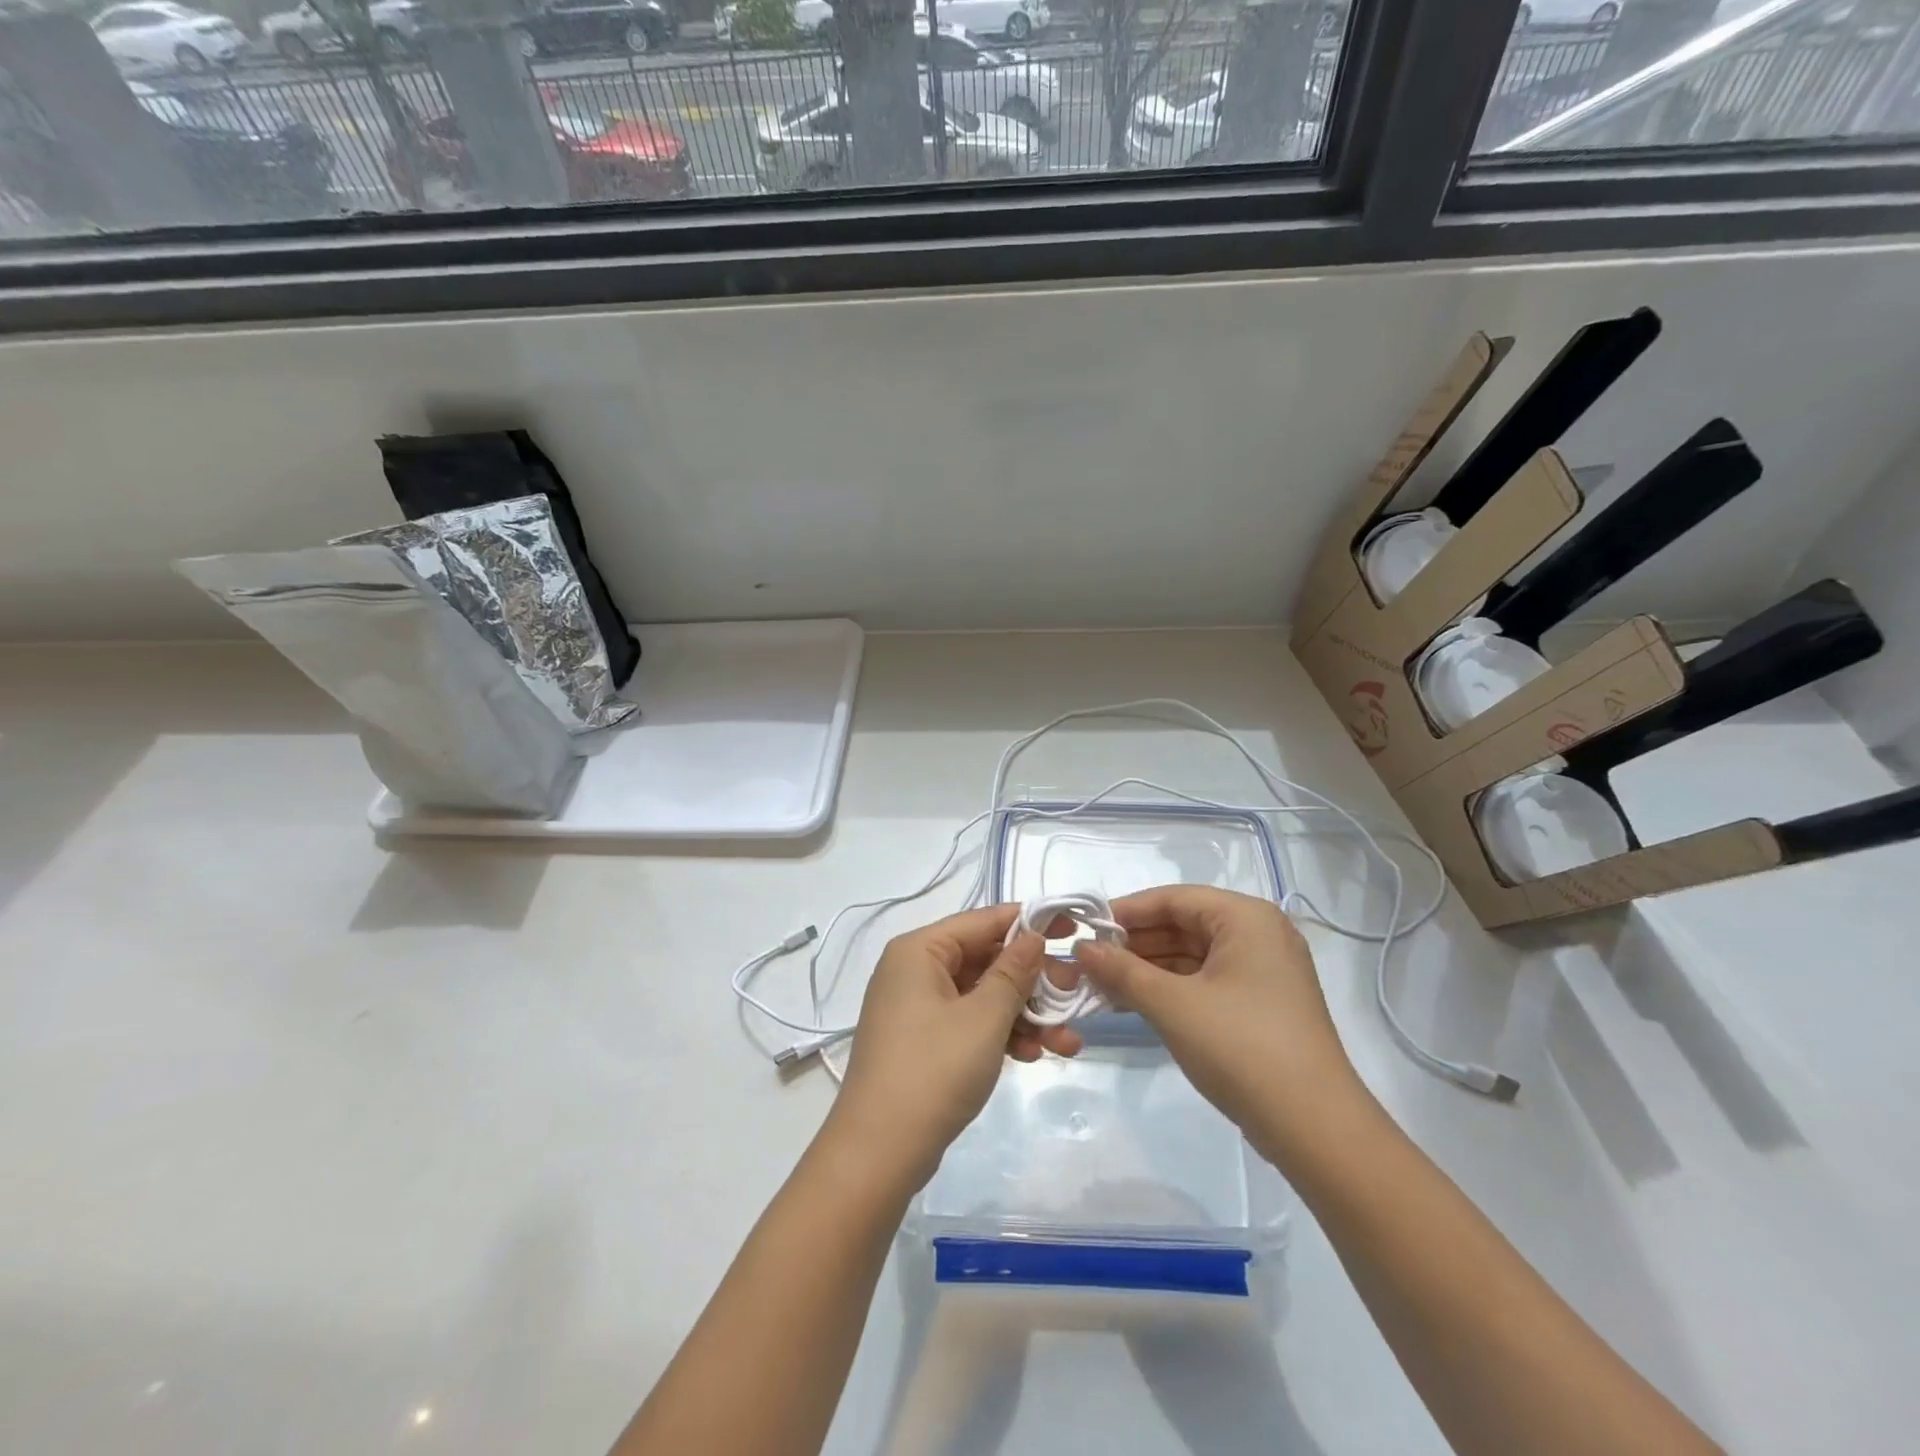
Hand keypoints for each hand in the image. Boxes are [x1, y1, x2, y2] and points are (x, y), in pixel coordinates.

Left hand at [827, 904, 1082, 1195]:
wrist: (879, 1154)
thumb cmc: (934, 1070)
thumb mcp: (984, 1017)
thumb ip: (1013, 972)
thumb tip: (1033, 936)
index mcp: (919, 951)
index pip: (982, 920)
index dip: (1029, 921)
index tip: (1071, 929)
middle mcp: (914, 971)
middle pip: (985, 959)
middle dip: (1033, 980)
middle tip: (1074, 994)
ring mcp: (917, 1008)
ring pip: (982, 996)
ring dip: (1025, 1014)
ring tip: (1066, 1040)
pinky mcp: (923, 1042)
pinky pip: (970, 1023)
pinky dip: (1001, 1034)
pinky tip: (1036, 1054)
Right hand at [1071, 886, 1369, 1171]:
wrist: (1315, 1129)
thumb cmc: (1241, 1047)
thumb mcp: (1172, 1005)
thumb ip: (1122, 970)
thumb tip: (1081, 948)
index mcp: (1245, 918)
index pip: (1173, 898)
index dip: (1125, 912)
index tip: (1083, 929)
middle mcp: (1258, 934)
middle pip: (1183, 925)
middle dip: (1134, 944)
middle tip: (1087, 962)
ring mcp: (1262, 972)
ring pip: (1192, 955)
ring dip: (1147, 968)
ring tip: (1101, 984)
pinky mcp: (1260, 1005)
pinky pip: (1205, 981)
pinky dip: (1170, 989)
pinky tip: (1133, 1002)